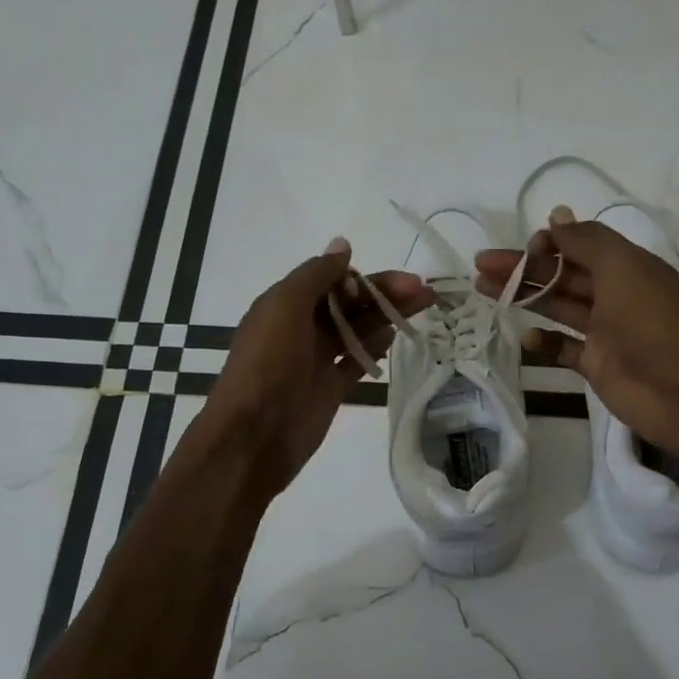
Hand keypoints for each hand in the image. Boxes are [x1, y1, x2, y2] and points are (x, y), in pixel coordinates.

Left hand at [202, 239, 429, 497]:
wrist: (254, 434)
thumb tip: (343, 244)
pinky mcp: (331, 387)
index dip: (361, 277)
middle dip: (383, 292)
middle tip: (423, 290)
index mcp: (285, 303)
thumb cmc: (267, 363)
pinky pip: (357, 359)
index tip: (390, 281)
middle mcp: (301, 327)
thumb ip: (316, 274)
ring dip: (388, 315)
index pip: (330, 279)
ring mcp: (317, 358)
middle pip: (349, 302)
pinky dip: (376, 345)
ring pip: (358, 328)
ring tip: (424, 305)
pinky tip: (398, 333)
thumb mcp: (285, 306)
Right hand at [477, 207, 678, 458]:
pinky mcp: (598, 365)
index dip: (550, 244)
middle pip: (562, 276)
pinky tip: (524, 337)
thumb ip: (586, 242)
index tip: (523, 248)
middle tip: (481, 265)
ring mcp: (606, 332)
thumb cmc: (652, 321)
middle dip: (524, 268)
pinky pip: (565, 349)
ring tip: (484, 290)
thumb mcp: (622, 268)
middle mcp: (615, 295)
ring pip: (559, 308)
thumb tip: (557, 215)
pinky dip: (545, 343)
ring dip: (526, 297)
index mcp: (626, 267)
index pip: (580, 246)